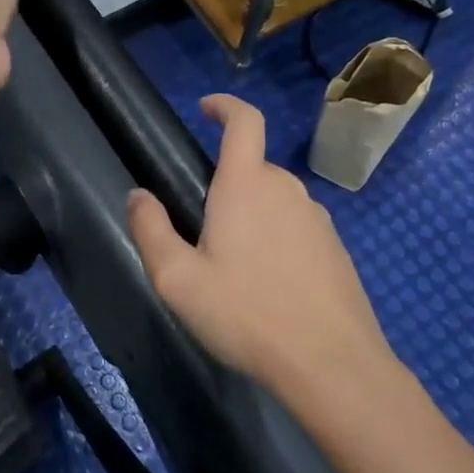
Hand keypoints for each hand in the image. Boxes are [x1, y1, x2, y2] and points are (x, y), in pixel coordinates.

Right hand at [126, 94, 394, 401]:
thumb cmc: (247, 315)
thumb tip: (138, 195)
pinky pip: (296, 227)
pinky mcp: (335, 249)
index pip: (244, 121)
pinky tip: (268, 288)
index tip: (206, 108)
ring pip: (275, 200)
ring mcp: (317, 218)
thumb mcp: (179, 279)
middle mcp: (286, 189)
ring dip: (252, 216)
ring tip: (233, 268)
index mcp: (247, 184)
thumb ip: (151, 230)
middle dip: (227, 184)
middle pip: (253, 167)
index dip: (225, 106)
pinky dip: (276, 240)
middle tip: (202, 232)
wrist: (333, 366)